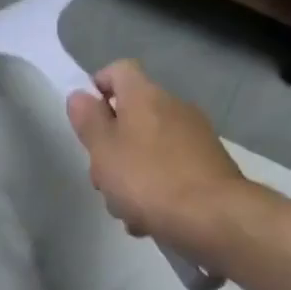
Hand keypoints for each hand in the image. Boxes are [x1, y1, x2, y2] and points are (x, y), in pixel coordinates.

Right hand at [65, 60, 248, 249]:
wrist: (211, 215)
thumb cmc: (147, 180)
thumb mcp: (104, 151)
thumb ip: (89, 122)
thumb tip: (79, 95)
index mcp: (145, 97)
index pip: (119, 70)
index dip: (98, 86)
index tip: (86, 118)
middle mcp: (174, 107)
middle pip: (132, 117)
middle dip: (111, 148)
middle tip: (102, 178)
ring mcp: (195, 136)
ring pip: (148, 149)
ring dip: (131, 176)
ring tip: (125, 208)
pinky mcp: (208, 165)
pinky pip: (169, 171)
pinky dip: (155, 190)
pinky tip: (149, 219)